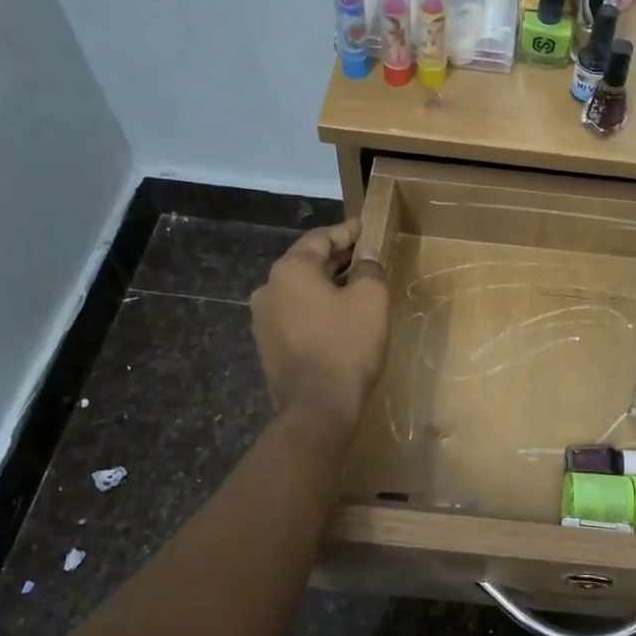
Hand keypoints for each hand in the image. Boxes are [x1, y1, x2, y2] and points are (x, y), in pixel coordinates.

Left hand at [250, 220, 388, 430]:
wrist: (319, 407)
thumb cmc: (348, 345)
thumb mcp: (372, 299)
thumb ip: (370, 268)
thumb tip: (366, 258)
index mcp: (291, 269)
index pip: (321, 238)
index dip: (348, 232)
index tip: (367, 228)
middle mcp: (269, 288)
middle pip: (308, 262)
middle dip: (338, 259)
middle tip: (367, 258)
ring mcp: (263, 318)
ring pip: (300, 290)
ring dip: (327, 285)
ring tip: (356, 288)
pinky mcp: (267, 344)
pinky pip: (295, 313)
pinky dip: (316, 308)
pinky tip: (339, 317)